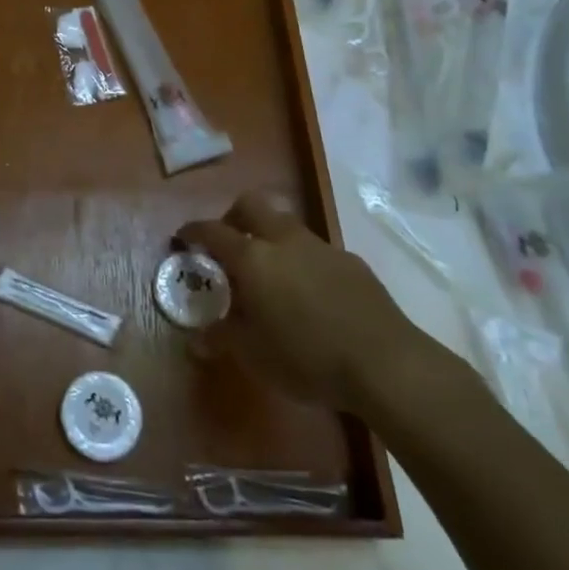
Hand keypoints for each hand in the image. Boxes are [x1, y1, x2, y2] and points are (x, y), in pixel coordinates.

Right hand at [179, 190, 445, 416]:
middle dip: (234, 216)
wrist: (386, 365)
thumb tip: (197, 339)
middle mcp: (285, 241)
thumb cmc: (307, 358)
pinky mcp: (352, 263)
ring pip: (287, 225)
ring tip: (270, 275)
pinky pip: (315, 250)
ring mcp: (322, 248)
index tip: (182, 238)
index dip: (193, 231)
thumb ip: (223, 338)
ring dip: (270, 238)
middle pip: (252, 205)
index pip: (212, 231)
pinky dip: (302, 261)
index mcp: (253, 258)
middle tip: (228, 244)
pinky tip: (309, 296)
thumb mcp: (254, 355)